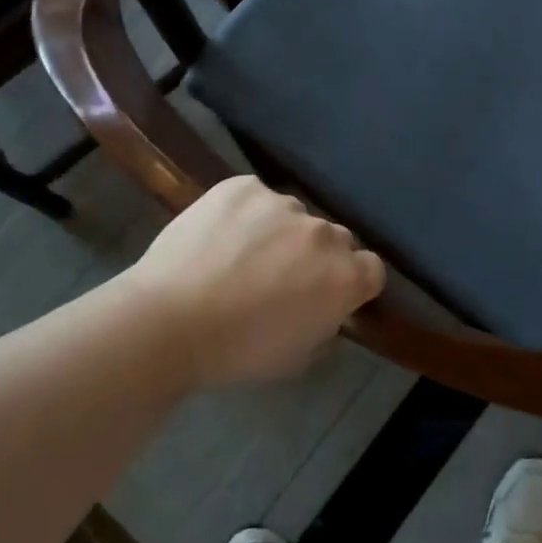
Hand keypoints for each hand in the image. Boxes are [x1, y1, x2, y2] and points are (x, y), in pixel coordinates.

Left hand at [127, 175, 385, 387]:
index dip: (353, 283)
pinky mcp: (244, 186)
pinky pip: (256, 197)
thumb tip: (325, 308)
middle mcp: (323, 233)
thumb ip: (325, 324)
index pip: (372, 269)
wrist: (169, 321)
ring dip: (280, 233)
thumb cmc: (237, 352)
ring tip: (240, 256)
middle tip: (282, 278)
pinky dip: (245, 213)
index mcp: (344, 277)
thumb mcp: (298, 356)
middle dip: (317, 256)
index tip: (330, 296)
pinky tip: (219, 236)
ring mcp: (282, 204)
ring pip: (293, 216)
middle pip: (335, 239)